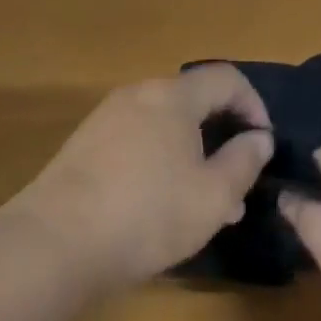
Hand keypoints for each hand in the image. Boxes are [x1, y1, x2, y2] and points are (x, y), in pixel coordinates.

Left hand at [8, 65, 273, 288]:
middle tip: (237, 182)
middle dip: (222, 138)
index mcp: (173, 97)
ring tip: (206, 205)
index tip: (263, 144)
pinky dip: (161, 163)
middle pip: (193, 102)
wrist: (56, 242)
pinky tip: (162, 207)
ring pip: (165, 127)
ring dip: (193, 156)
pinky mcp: (84, 147)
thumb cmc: (148, 214)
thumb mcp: (214, 196)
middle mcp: (137, 95)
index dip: (254, 105)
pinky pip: (137, 143)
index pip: (226, 78)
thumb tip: (258, 138)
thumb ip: (245, 161)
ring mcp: (106, 119)